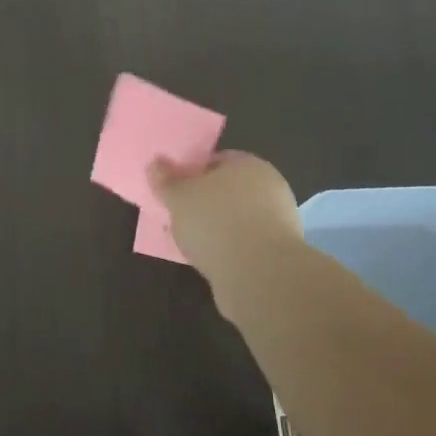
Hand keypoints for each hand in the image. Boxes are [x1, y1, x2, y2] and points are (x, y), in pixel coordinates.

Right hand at [147, 151, 302, 286]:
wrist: (260, 275)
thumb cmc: (216, 222)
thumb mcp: (179, 197)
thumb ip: (166, 180)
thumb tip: (156, 164)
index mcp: (249, 164)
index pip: (217, 160)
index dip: (193, 173)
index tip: (175, 190)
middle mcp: (270, 186)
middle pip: (228, 190)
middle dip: (205, 202)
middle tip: (180, 216)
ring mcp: (279, 221)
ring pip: (238, 218)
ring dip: (217, 228)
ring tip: (191, 242)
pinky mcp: (279, 252)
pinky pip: (246, 243)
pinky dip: (229, 249)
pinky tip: (211, 261)